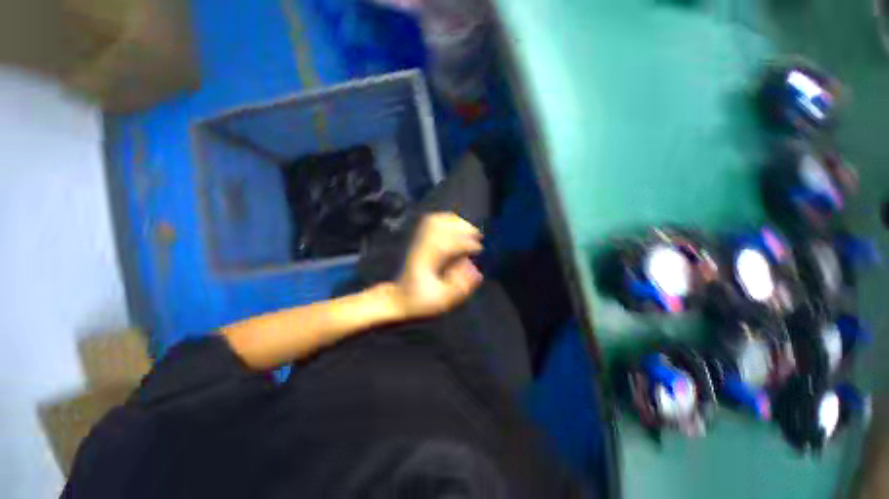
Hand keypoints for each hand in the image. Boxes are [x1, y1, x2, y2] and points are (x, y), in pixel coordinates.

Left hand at [391, 213, 483, 318]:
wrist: (398, 298)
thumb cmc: (421, 301)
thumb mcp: (441, 300)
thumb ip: (459, 286)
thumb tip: (474, 268)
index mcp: (427, 261)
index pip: (446, 243)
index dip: (465, 243)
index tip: (479, 249)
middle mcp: (421, 247)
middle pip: (439, 225)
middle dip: (462, 227)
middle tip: (478, 236)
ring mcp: (418, 242)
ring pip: (435, 221)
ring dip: (455, 222)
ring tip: (470, 231)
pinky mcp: (419, 240)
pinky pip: (432, 222)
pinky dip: (448, 221)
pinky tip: (458, 228)